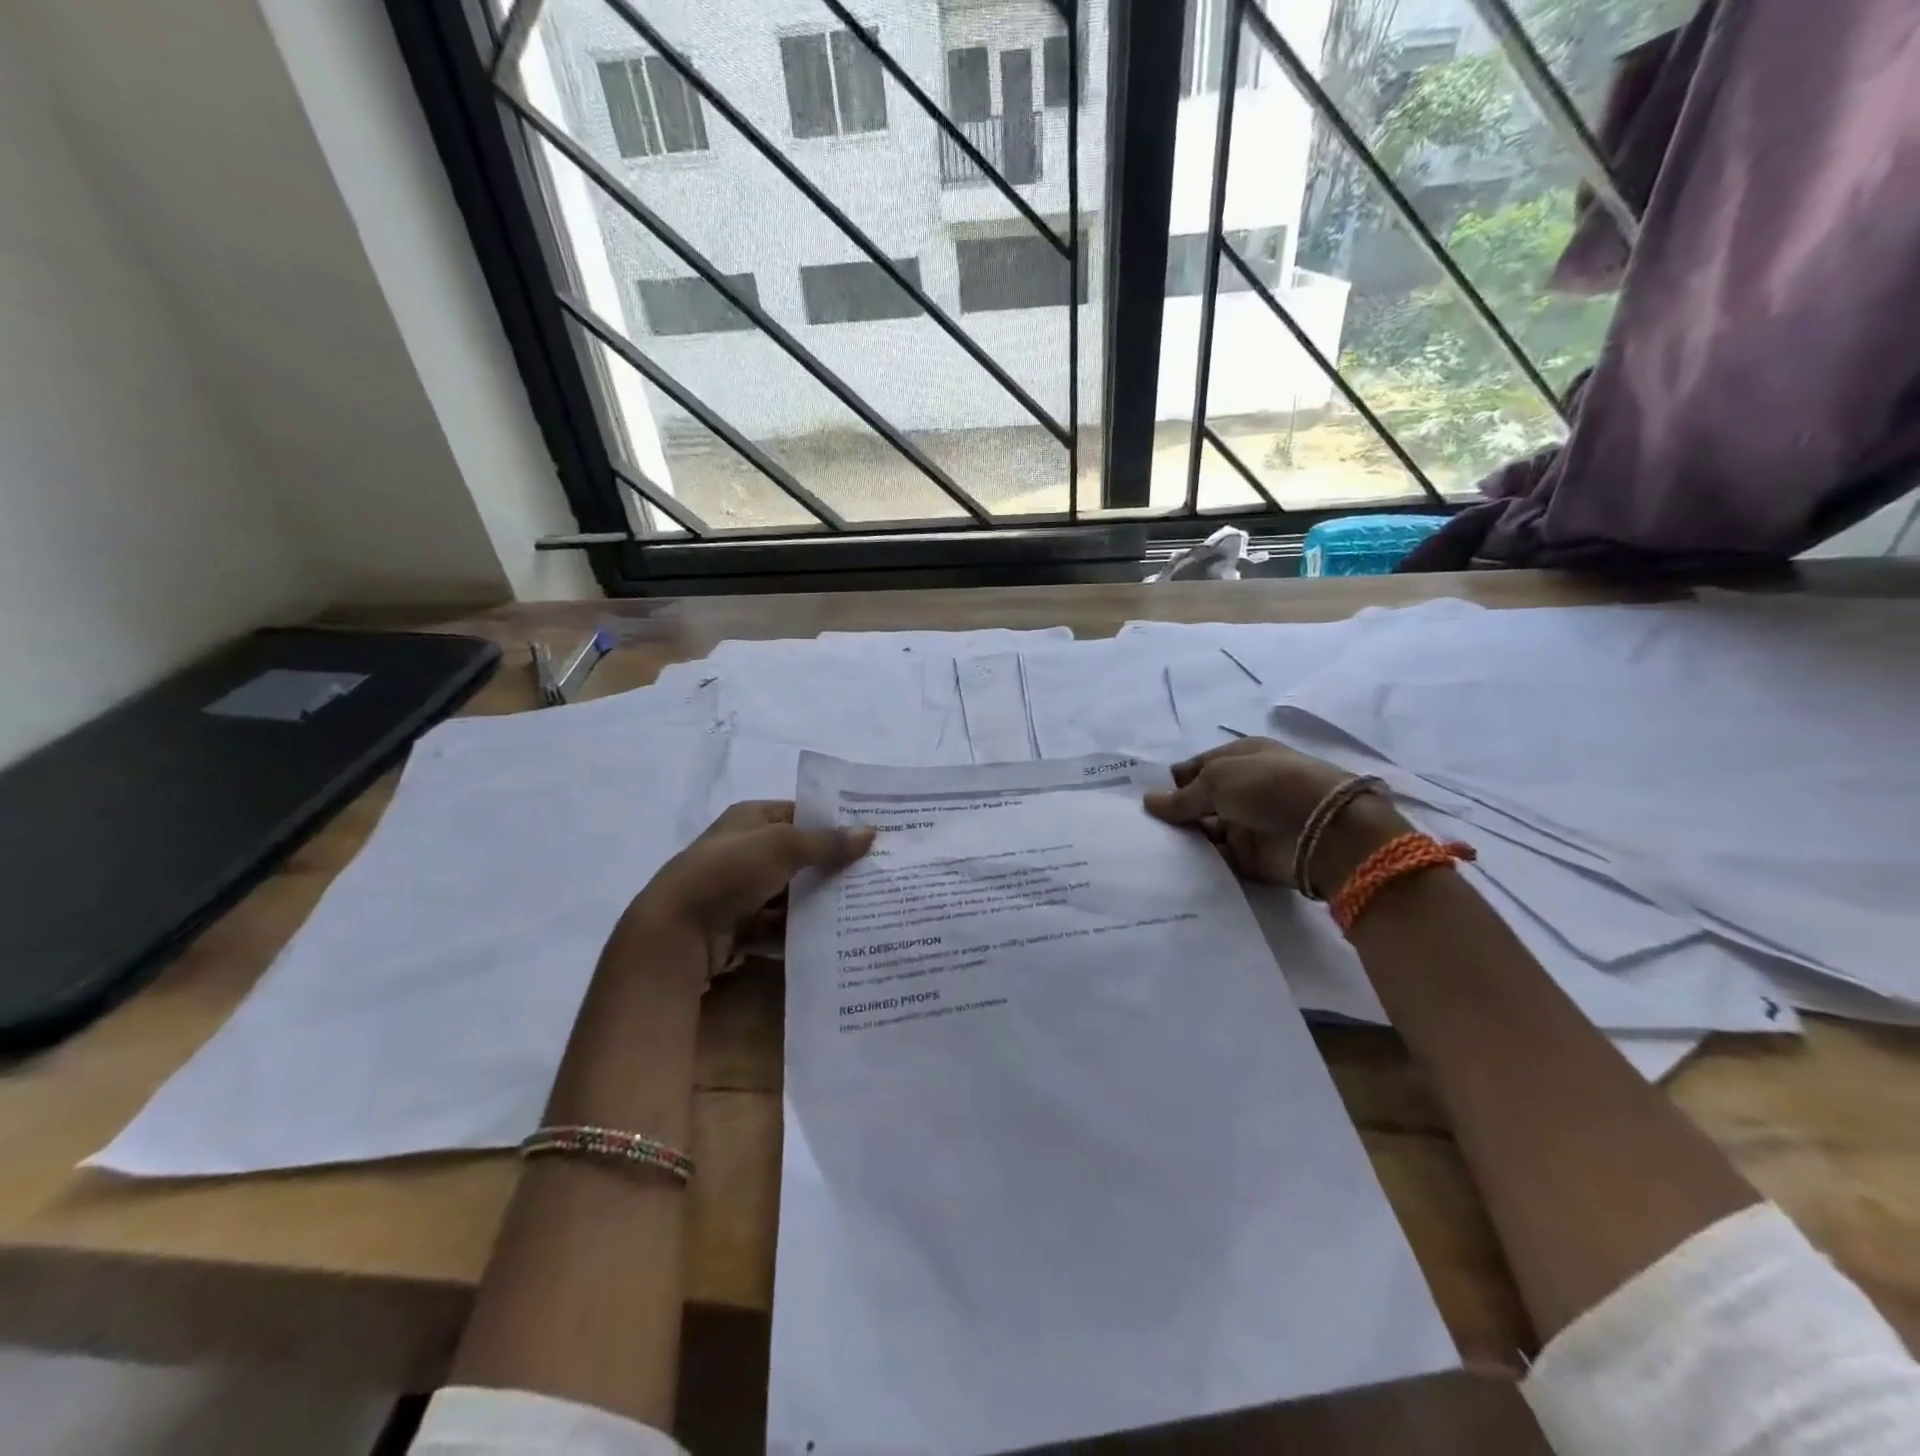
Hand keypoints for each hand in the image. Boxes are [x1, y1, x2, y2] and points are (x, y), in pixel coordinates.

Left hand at [625, 801, 874, 982]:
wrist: (677, 932)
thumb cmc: (728, 873)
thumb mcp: (782, 846)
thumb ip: (827, 842)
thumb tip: (872, 832)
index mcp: (749, 818)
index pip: (799, 812)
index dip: (832, 821)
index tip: (870, 834)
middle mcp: (745, 850)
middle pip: (799, 854)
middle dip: (831, 864)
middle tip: (874, 873)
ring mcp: (742, 890)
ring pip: (792, 892)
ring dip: (819, 899)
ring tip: (862, 906)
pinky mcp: (741, 926)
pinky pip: (781, 924)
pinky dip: (802, 928)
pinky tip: (832, 934)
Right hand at [1143, 738, 1405, 890]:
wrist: (1324, 831)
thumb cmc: (1268, 786)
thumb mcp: (1217, 780)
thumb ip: (1182, 797)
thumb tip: (1149, 801)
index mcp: (1241, 758)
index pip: (1197, 767)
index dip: (1172, 781)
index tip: (1143, 798)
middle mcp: (1244, 789)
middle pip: (1200, 800)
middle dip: (1173, 811)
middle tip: (1138, 825)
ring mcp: (1247, 823)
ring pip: (1205, 831)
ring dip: (1183, 838)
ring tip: (1147, 846)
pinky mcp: (1250, 857)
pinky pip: (1216, 859)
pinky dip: (1198, 862)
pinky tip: (1169, 865)